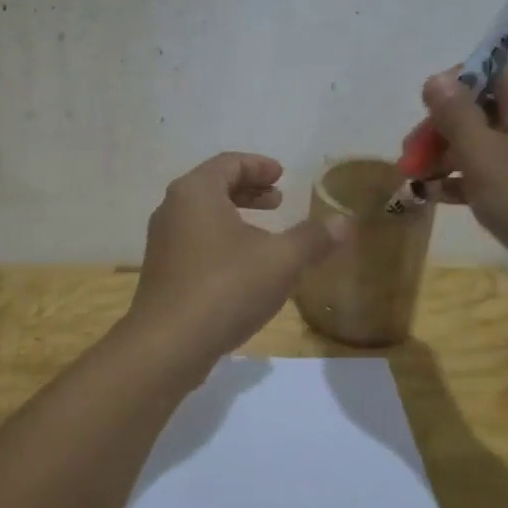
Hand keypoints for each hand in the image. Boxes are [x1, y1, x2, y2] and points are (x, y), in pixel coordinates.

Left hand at [125, 153, 348, 360]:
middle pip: (214, 186)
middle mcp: (173, 208)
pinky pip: (195, 241)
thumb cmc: (226, 288)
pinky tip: (243, 267)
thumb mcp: (281, 260)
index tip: (283, 176)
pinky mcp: (162, 271)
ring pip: (203, 215)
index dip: (259, 166)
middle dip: (249, 191)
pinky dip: (221, 240)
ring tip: (266, 234)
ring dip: (236, 217)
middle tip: (278, 201)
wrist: (168, 345)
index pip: (229, 163)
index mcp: (197, 191)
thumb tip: (345, 222)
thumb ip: (314, 238)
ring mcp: (162, 241)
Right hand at [422, 62, 507, 300]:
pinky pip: (494, 169)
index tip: (424, 115)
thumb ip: (455, 114)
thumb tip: (436, 79)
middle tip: (409, 160)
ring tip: (415, 183)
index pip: (486, 67)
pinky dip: (466, 178)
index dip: (450, 85)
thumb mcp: (483, 155)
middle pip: (478, 106)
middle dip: (439, 129)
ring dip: (446, 156)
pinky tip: (436, 197)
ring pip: (482, 140)